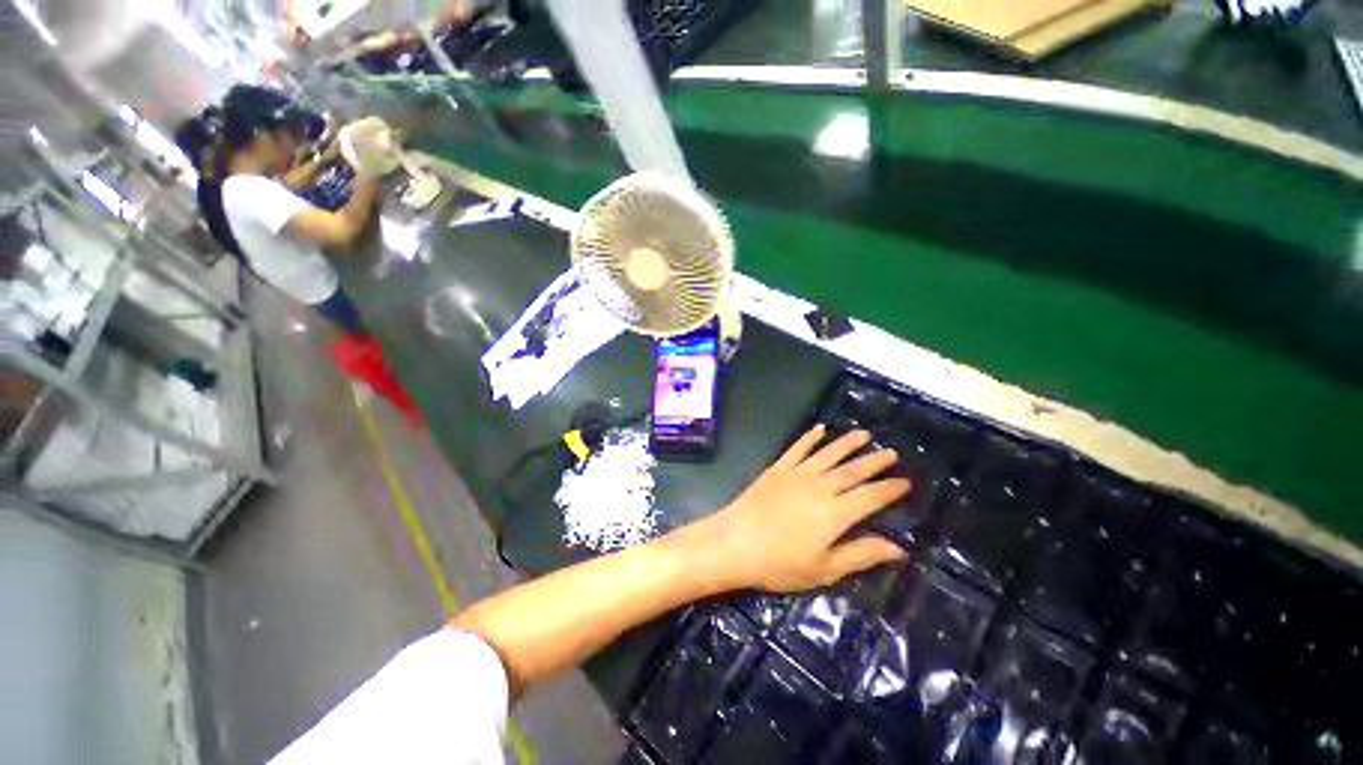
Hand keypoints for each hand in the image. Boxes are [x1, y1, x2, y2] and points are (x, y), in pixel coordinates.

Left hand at [706, 426, 910, 592]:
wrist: (735, 542)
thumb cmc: (779, 564)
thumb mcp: (824, 569)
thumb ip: (861, 555)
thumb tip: (897, 548)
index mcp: (835, 513)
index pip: (871, 496)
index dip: (890, 488)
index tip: (905, 481)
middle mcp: (820, 487)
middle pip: (853, 470)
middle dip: (875, 461)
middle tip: (892, 452)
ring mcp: (796, 474)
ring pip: (828, 454)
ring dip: (847, 443)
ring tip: (864, 434)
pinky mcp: (777, 469)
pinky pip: (797, 448)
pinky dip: (809, 438)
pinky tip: (819, 429)